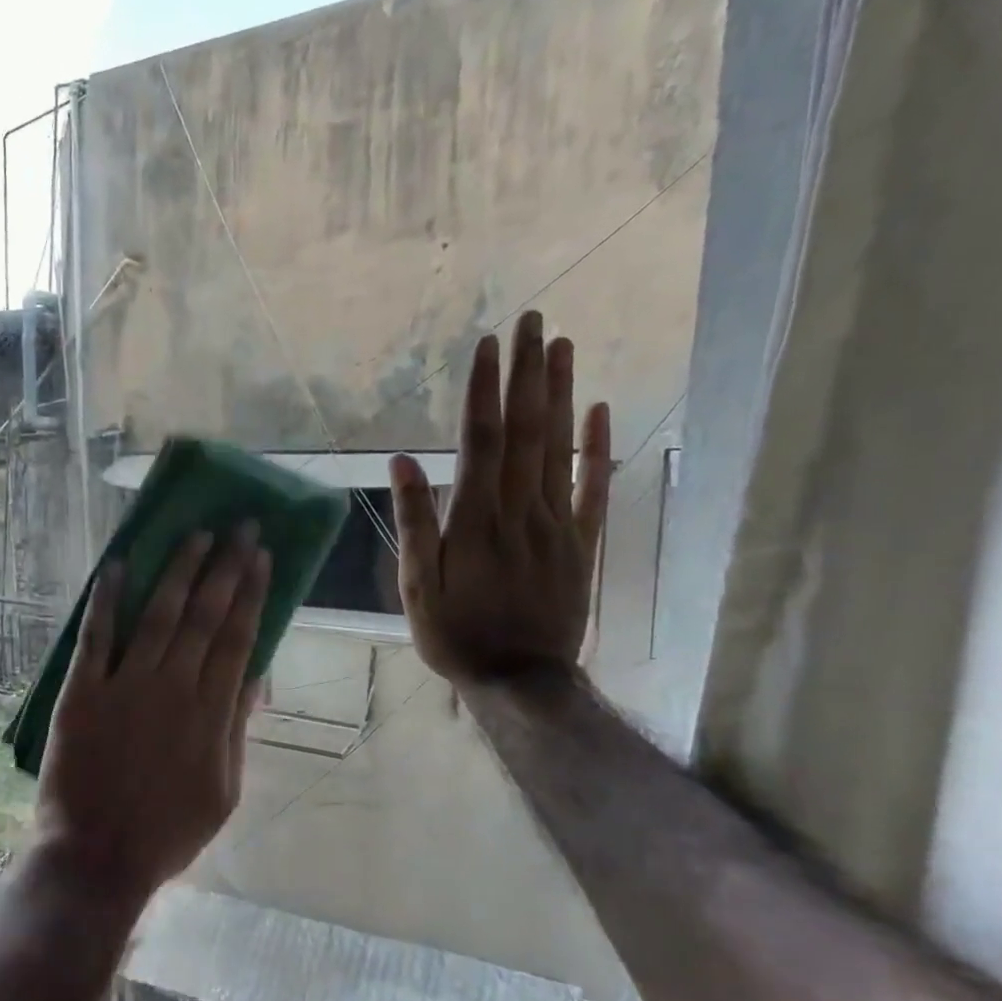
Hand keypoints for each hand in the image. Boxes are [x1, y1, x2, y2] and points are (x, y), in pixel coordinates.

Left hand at [37, 528, 270, 900]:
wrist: (98, 856)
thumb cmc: (167, 832)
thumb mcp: (224, 791)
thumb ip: (236, 729)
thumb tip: (256, 678)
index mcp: (211, 713)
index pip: (238, 638)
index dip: (251, 594)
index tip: (263, 557)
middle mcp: (173, 687)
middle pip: (204, 616)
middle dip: (225, 568)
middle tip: (240, 527)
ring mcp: (125, 686)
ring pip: (158, 615)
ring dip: (178, 570)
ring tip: (196, 535)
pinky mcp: (83, 691)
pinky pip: (96, 636)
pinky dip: (107, 600)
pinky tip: (118, 565)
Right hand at [390, 309, 612, 684]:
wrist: (520, 680)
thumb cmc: (456, 634)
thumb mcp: (417, 585)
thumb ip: (414, 522)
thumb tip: (401, 462)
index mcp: (476, 519)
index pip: (480, 440)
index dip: (484, 390)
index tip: (488, 344)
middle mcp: (521, 509)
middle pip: (525, 430)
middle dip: (527, 373)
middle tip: (532, 321)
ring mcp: (558, 523)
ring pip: (560, 447)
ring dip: (560, 394)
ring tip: (562, 346)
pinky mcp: (583, 542)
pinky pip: (595, 487)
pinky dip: (599, 447)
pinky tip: (600, 410)